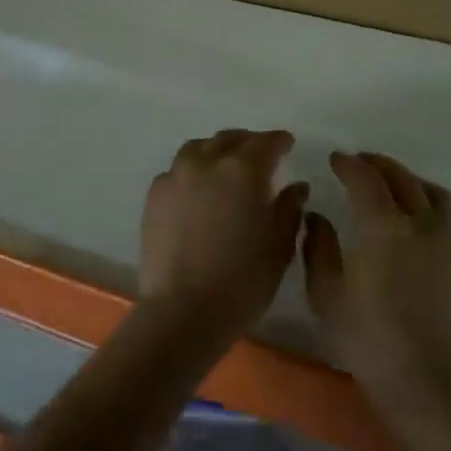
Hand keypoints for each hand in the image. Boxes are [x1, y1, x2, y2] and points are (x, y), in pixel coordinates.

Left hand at [138, 130, 308, 347]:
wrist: (182, 310)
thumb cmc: (242, 281)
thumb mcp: (279, 246)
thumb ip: (289, 209)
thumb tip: (295, 187)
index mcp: (243, 170)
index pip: (266, 142)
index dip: (279, 141)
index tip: (287, 144)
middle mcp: (206, 162)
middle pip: (229, 139)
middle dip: (247, 143)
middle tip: (259, 155)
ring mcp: (175, 176)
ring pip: (198, 148)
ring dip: (216, 151)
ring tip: (225, 167)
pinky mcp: (154, 195)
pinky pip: (177, 171)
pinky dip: (192, 172)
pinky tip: (198, 191)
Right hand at [303, 151, 450, 405]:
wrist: (426, 381)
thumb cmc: (367, 339)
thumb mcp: (326, 294)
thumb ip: (318, 247)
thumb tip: (316, 216)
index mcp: (384, 227)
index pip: (365, 179)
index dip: (348, 164)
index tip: (335, 159)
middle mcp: (421, 223)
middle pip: (401, 177)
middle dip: (377, 164)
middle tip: (358, 163)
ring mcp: (448, 240)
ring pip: (432, 191)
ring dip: (409, 179)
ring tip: (392, 184)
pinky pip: (449, 213)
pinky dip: (430, 200)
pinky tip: (418, 215)